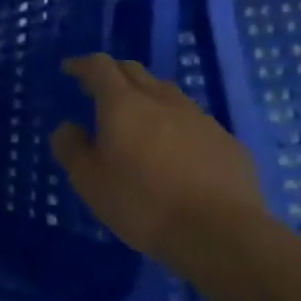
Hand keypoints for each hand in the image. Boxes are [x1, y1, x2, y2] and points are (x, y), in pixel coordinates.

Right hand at [49, 54, 268, 269]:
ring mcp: (201, 120)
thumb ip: (71, 147)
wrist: (223, 236)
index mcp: (123, 104)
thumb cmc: (143, 204)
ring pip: (168, 93)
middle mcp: (162, 101)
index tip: (70, 70)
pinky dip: (177, 125)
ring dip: (148, 97)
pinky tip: (176, 152)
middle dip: (114, 75)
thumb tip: (70, 128)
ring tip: (139, 120)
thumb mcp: (88, 181)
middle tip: (100, 92)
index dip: (82, 64)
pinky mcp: (229, 143)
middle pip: (135, 71)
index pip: (100, 66)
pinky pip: (195, 122)